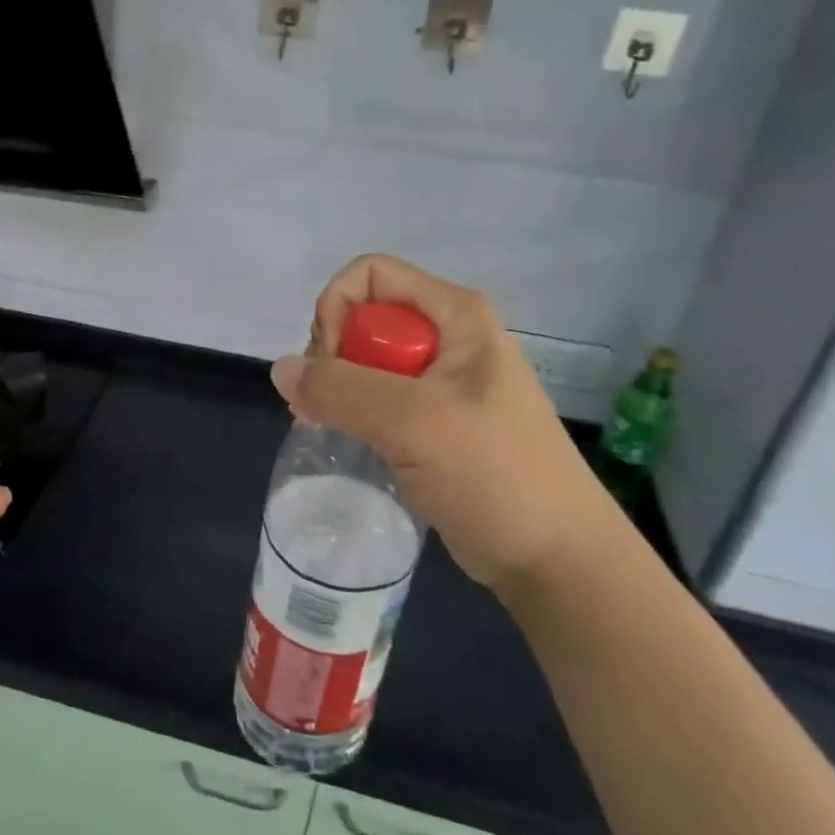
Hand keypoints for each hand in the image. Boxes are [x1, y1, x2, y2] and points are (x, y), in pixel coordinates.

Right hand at [269, 254, 605, 591]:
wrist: (554, 559)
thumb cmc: (495, 476)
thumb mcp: (415, 423)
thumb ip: (342, 390)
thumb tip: (281, 370)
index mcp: (456, 315)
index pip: (371, 275)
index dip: (338, 309)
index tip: (330, 364)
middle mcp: (447, 336)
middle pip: (364, 315)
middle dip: (332, 353)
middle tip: (325, 406)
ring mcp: (439, 379)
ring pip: (364, 358)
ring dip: (336, 386)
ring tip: (324, 425)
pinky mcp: (431, 418)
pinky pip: (374, 394)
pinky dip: (349, 409)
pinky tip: (339, 437)